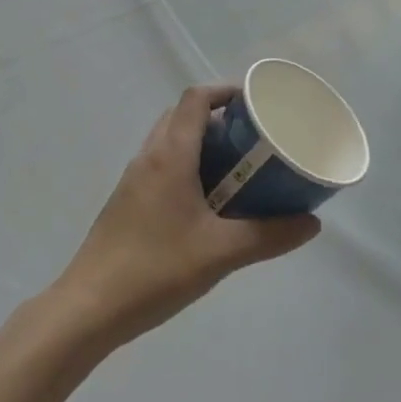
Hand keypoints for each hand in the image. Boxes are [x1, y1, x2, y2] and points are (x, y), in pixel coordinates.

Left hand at [55, 85, 320, 346]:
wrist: (88, 309)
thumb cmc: (156, 270)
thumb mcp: (221, 253)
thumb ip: (269, 235)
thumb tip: (312, 223)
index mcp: (170, 156)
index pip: (196, 100)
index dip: (226, 92)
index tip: (257, 104)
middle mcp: (149, 158)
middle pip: (183, 116)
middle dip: (219, 119)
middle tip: (253, 139)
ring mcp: (133, 181)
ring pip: (170, 143)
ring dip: (202, 144)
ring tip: (238, 169)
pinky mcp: (127, 204)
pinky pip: (161, 167)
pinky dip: (187, 167)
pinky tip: (208, 204)